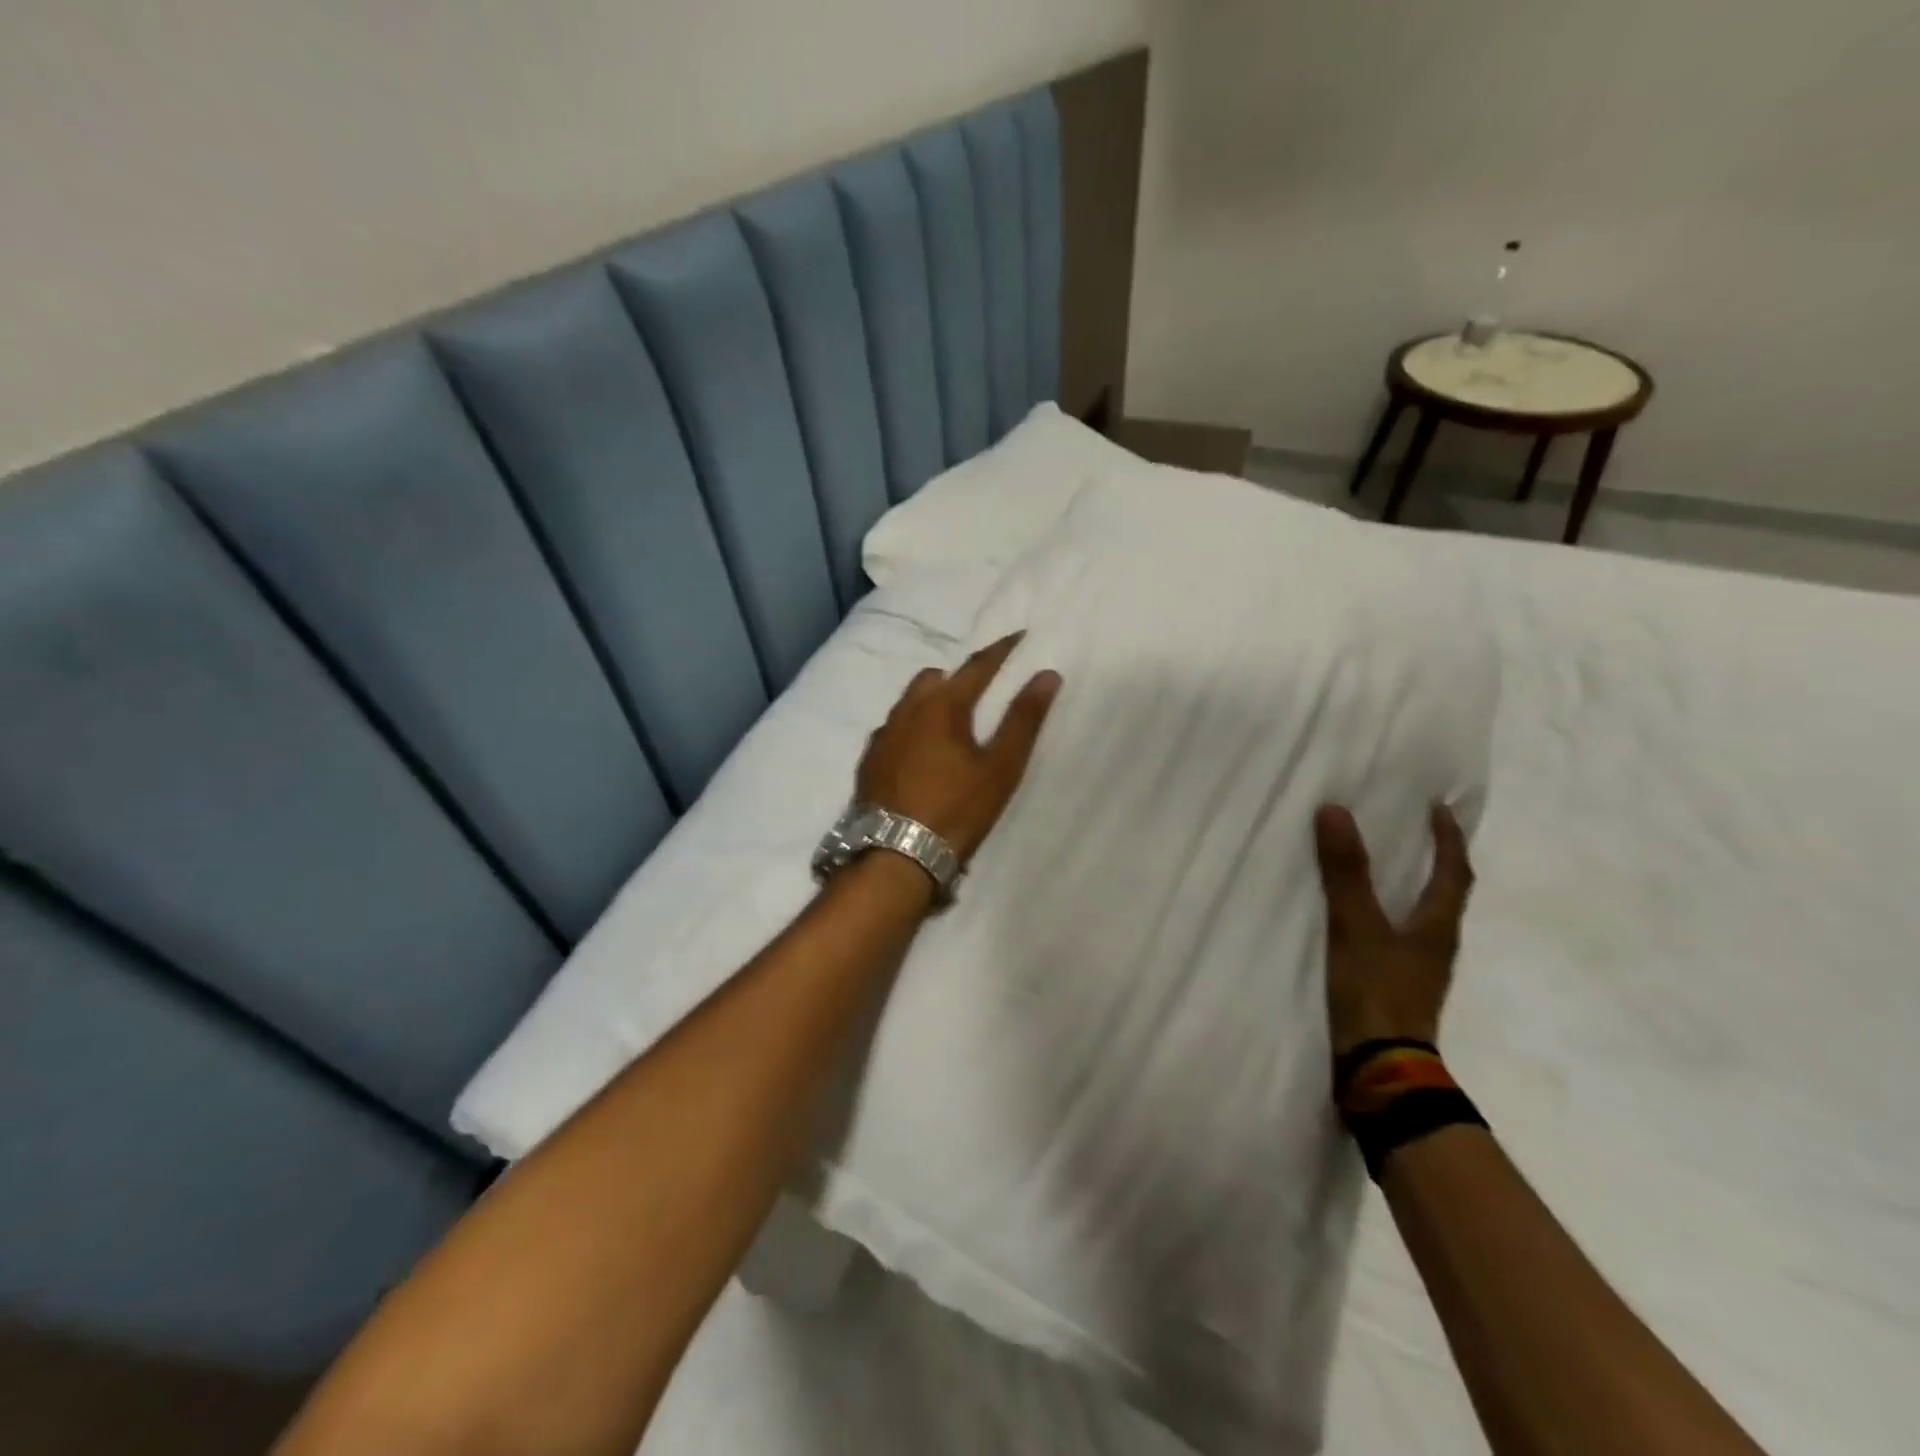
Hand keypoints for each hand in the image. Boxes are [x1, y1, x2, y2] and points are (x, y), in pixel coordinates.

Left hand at [856, 633, 1062, 862]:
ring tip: (949, 724)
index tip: (1019, 636)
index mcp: (941, 706)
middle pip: (934, 678)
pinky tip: (918, 753)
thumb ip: (1023, 720)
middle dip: (958, 677)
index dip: (1001, 650)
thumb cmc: (956, 810)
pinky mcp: (868, 761)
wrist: (895, 855)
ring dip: (930, 702)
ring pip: (908, 703)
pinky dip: (910, 728)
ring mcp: (882, 736)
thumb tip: (1046, 675)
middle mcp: (905, 711)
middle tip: (980, 693)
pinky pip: (892, 729)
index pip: (977, 666)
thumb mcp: (1000, 768)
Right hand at [1314, 804, 1473, 1056]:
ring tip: (1391, 866)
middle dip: (1437, 860)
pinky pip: (1400, 936)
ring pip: (1423, 917)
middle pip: (1445, 894)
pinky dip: (1391, 914)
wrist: (1380, 1068)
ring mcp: (1418, 969)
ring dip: (1415, 887)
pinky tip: (1367, 917)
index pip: (1454, 873)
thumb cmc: (1377, 991)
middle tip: (1417, 831)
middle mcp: (1436, 945)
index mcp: (1437, 927)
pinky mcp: (1397, 986)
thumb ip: (1346, 872)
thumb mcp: (1356, 926)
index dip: (1449, 839)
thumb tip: (1335, 810)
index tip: (1441, 809)